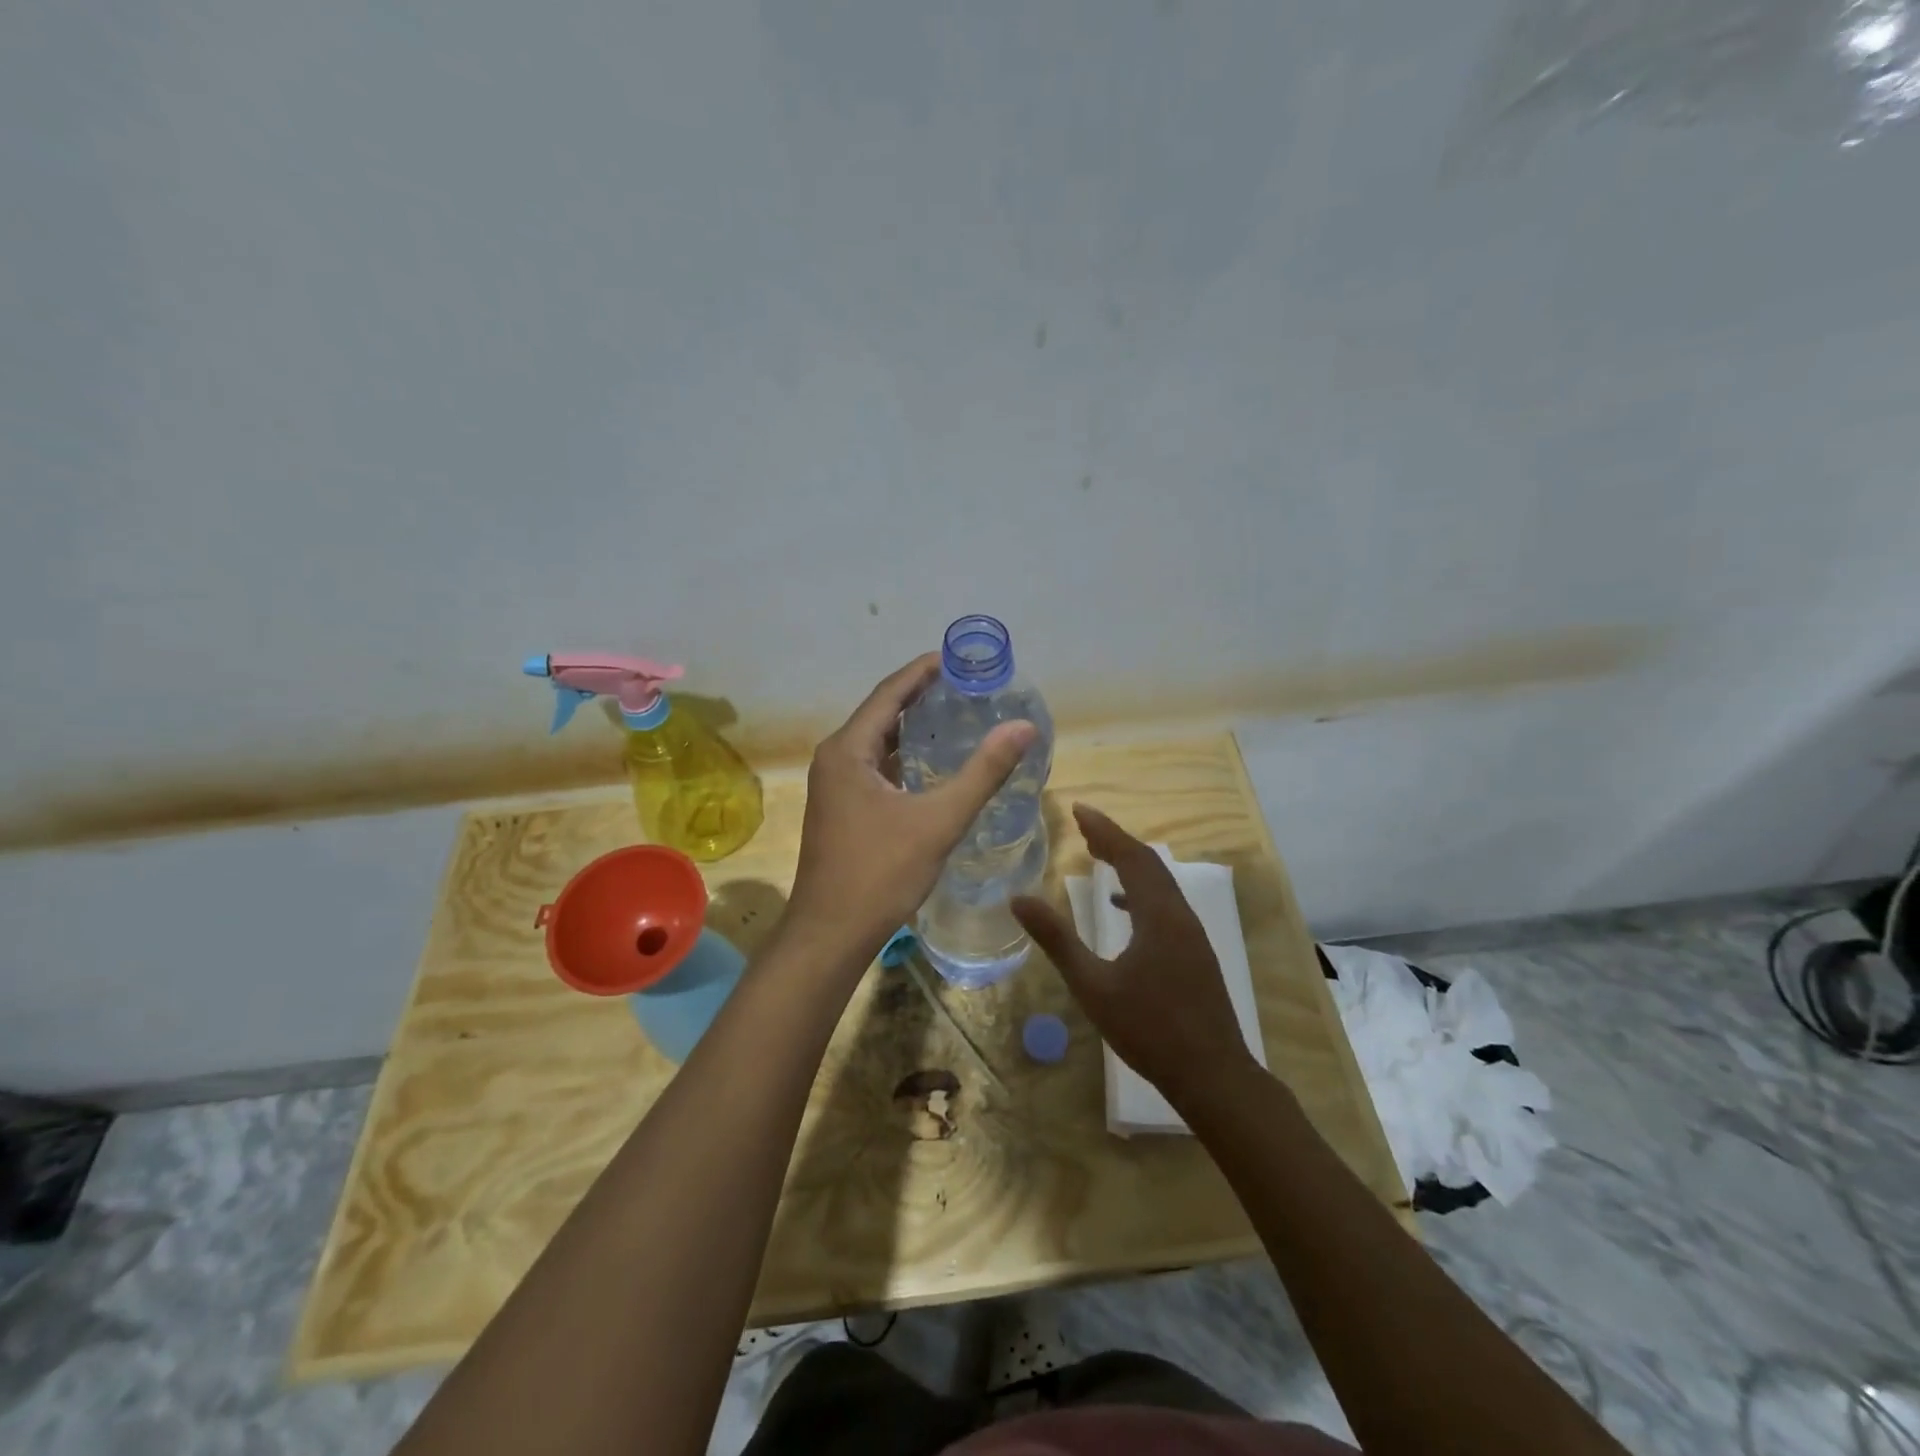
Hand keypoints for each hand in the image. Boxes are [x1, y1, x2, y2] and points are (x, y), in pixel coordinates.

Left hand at [786, 653, 1036, 968]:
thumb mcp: (938, 820)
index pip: (890, 693)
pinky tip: (930, 765)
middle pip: (882, 713)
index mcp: (848, 749)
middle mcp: (835, 759)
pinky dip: (903, 757)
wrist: (830, 934)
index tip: (957, 657)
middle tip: (965, 685)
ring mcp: (833, 786)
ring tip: (954, 716)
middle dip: (920, 696)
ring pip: (877, 743)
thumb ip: (983, 772)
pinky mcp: (840, 809)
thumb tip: (1023, 727)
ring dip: (912, 727)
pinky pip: (874, 767)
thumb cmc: (880, 873)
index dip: (923, 671)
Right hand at [1013, 804, 1257, 1106]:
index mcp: (1159, 915)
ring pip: (1160, 883)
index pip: (1131, 856)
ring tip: (1098, 855)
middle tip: (1083, 827)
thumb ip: (1057, 939)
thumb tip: (1018, 899)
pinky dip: (1141, 892)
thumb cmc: (1149, 1029)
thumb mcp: (1093, 985)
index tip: (1078, 809)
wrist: (1213, 1075)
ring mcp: (1192, 934)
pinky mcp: (1194, 952)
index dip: (1104, 829)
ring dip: (1130, 863)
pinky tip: (1122, 908)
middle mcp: (1180, 915)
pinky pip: (1165, 904)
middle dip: (1116, 840)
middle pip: (1148, 863)